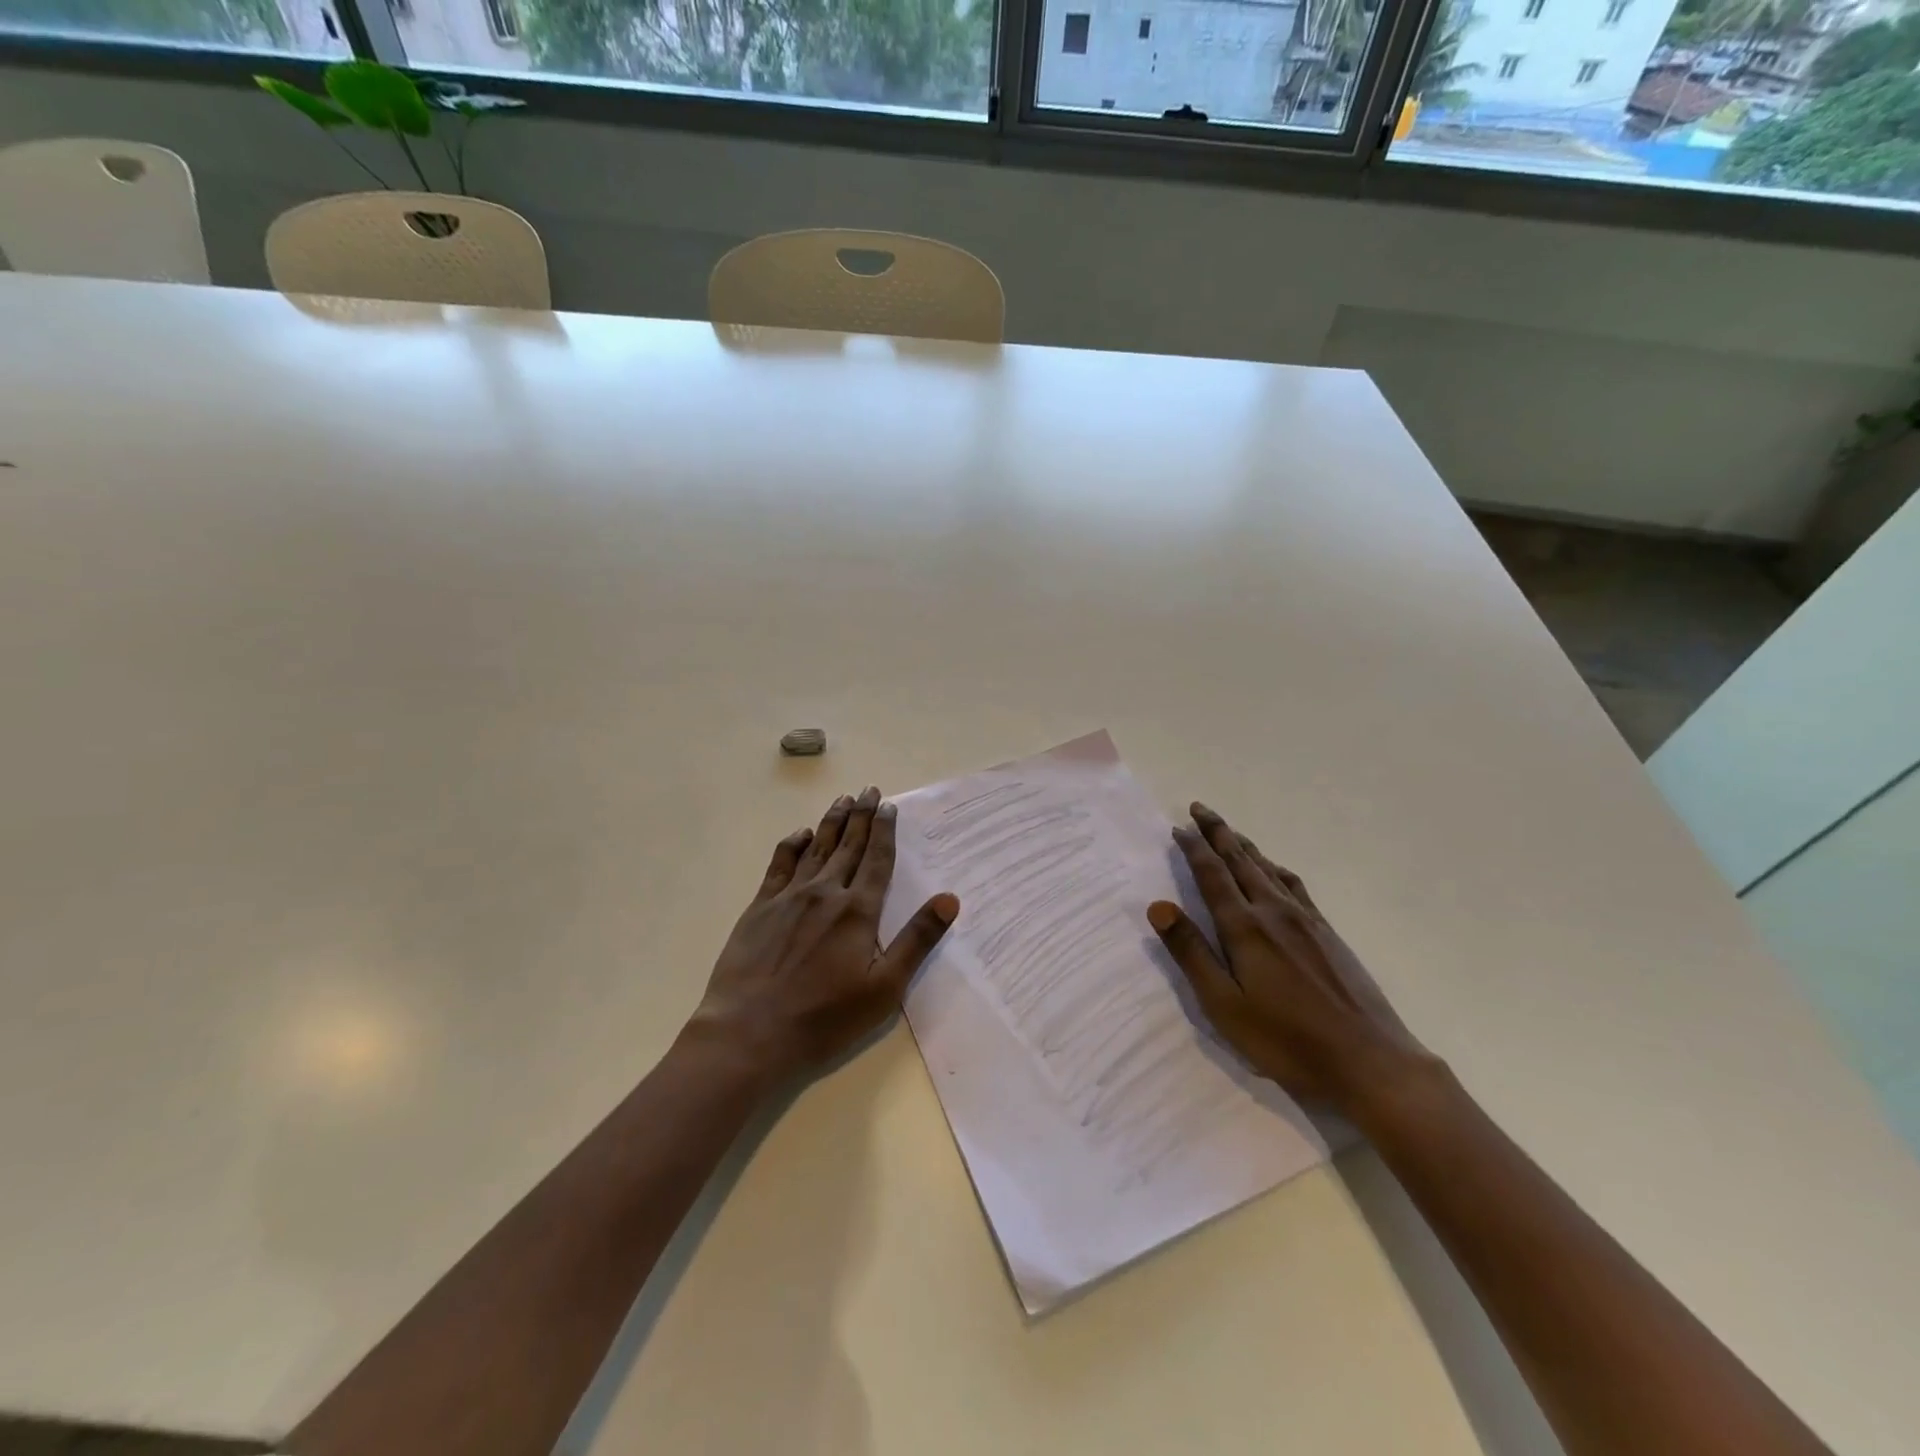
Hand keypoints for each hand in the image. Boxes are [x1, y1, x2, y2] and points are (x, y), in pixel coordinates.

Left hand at [694, 787, 959, 1080]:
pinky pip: (780, 864)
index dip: (885, 831)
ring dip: (832, 822)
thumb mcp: (884, 988)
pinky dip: (792, 844)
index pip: (877, 860)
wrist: (750, 1032)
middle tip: (869, 790)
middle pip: (849, 846)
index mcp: (858, 911)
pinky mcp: (760, 907)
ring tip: (843, 800)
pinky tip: (800, 834)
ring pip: (816, 848)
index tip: (889, 806)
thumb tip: (950, 898)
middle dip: (862, 816)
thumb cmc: (825, 1018)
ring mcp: (789, 897)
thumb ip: (917, 940)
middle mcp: (826, 892)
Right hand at [1147, 803, 1431, 1117]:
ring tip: (1230, 832)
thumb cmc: (1286, 1040)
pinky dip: (1275, 867)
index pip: (1212, 875)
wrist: (1369, 1062)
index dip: (1194, 848)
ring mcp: (1306, 920)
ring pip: (1268, 868)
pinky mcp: (1328, 933)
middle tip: (1200, 808)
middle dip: (1218, 832)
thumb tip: (1158, 906)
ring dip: (1244, 846)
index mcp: (1245, 928)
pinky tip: (1275, 871)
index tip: (1178, 827)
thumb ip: (1191, 952)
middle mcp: (1274, 912)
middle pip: (1241, 861)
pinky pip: (1294, 885)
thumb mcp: (1224, 1005)